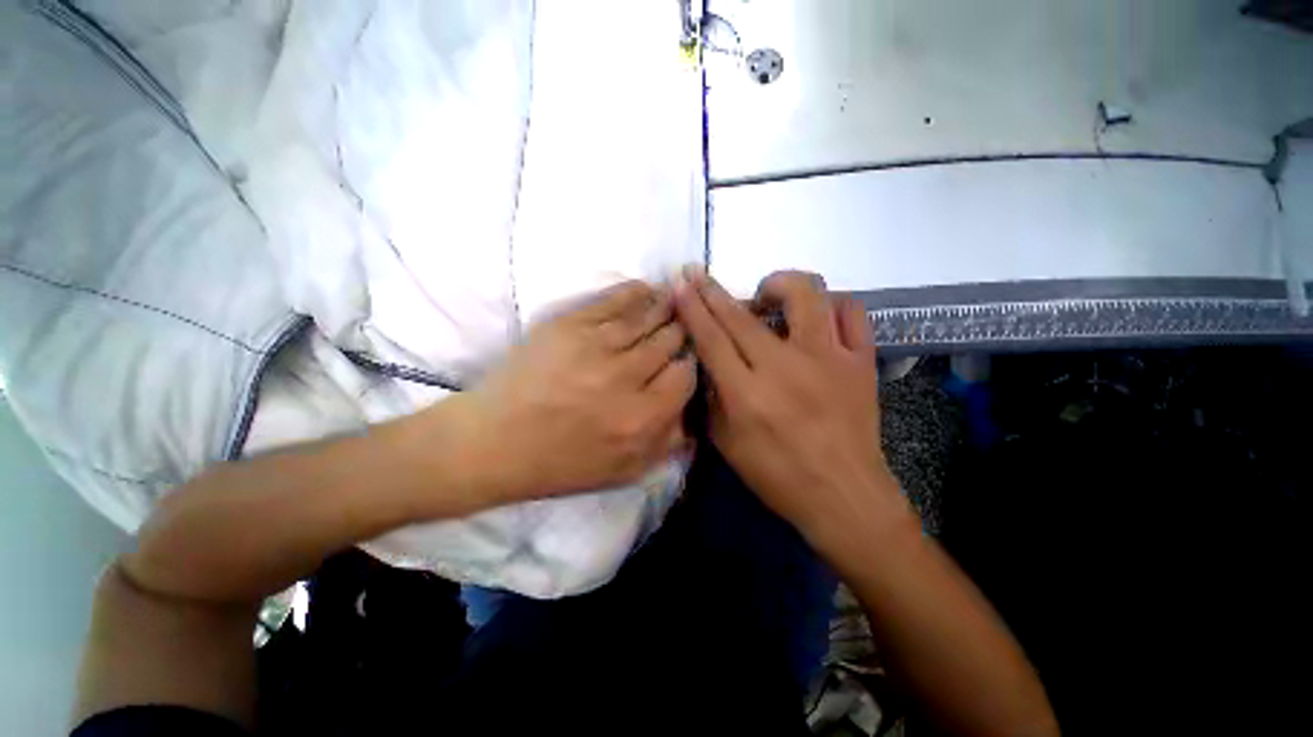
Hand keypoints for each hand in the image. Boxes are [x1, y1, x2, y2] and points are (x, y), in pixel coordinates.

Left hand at [462, 281, 696, 502]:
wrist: (496, 442)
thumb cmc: (561, 463)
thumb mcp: (623, 471)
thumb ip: (666, 442)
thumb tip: (692, 411)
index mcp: (642, 417)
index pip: (685, 375)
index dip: (689, 364)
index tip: (683, 361)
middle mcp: (625, 378)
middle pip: (669, 341)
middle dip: (680, 333)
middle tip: (683, 326)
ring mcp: (595, 346)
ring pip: (646, 317)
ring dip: (665, 307)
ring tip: (674, 300)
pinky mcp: (569, 325)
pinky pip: (613, 301)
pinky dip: (635, 293)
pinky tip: (648, 289)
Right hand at [673, 268, 898, 542]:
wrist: (844, 495)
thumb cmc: (778, 475)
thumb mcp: (726, 444)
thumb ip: (712, 397)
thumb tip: (707, 360)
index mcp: (747, 394)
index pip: (711, 338)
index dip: (692, 307)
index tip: (680, 283)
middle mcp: (785, 368)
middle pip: (741, 315)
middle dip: (713, 289)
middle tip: (698, 274)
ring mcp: (828, 359)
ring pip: (805, 294)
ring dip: (778, 284)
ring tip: (767, 296)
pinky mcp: (860, 361)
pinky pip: (851, 311)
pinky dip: (830, 305)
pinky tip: (815, 318)